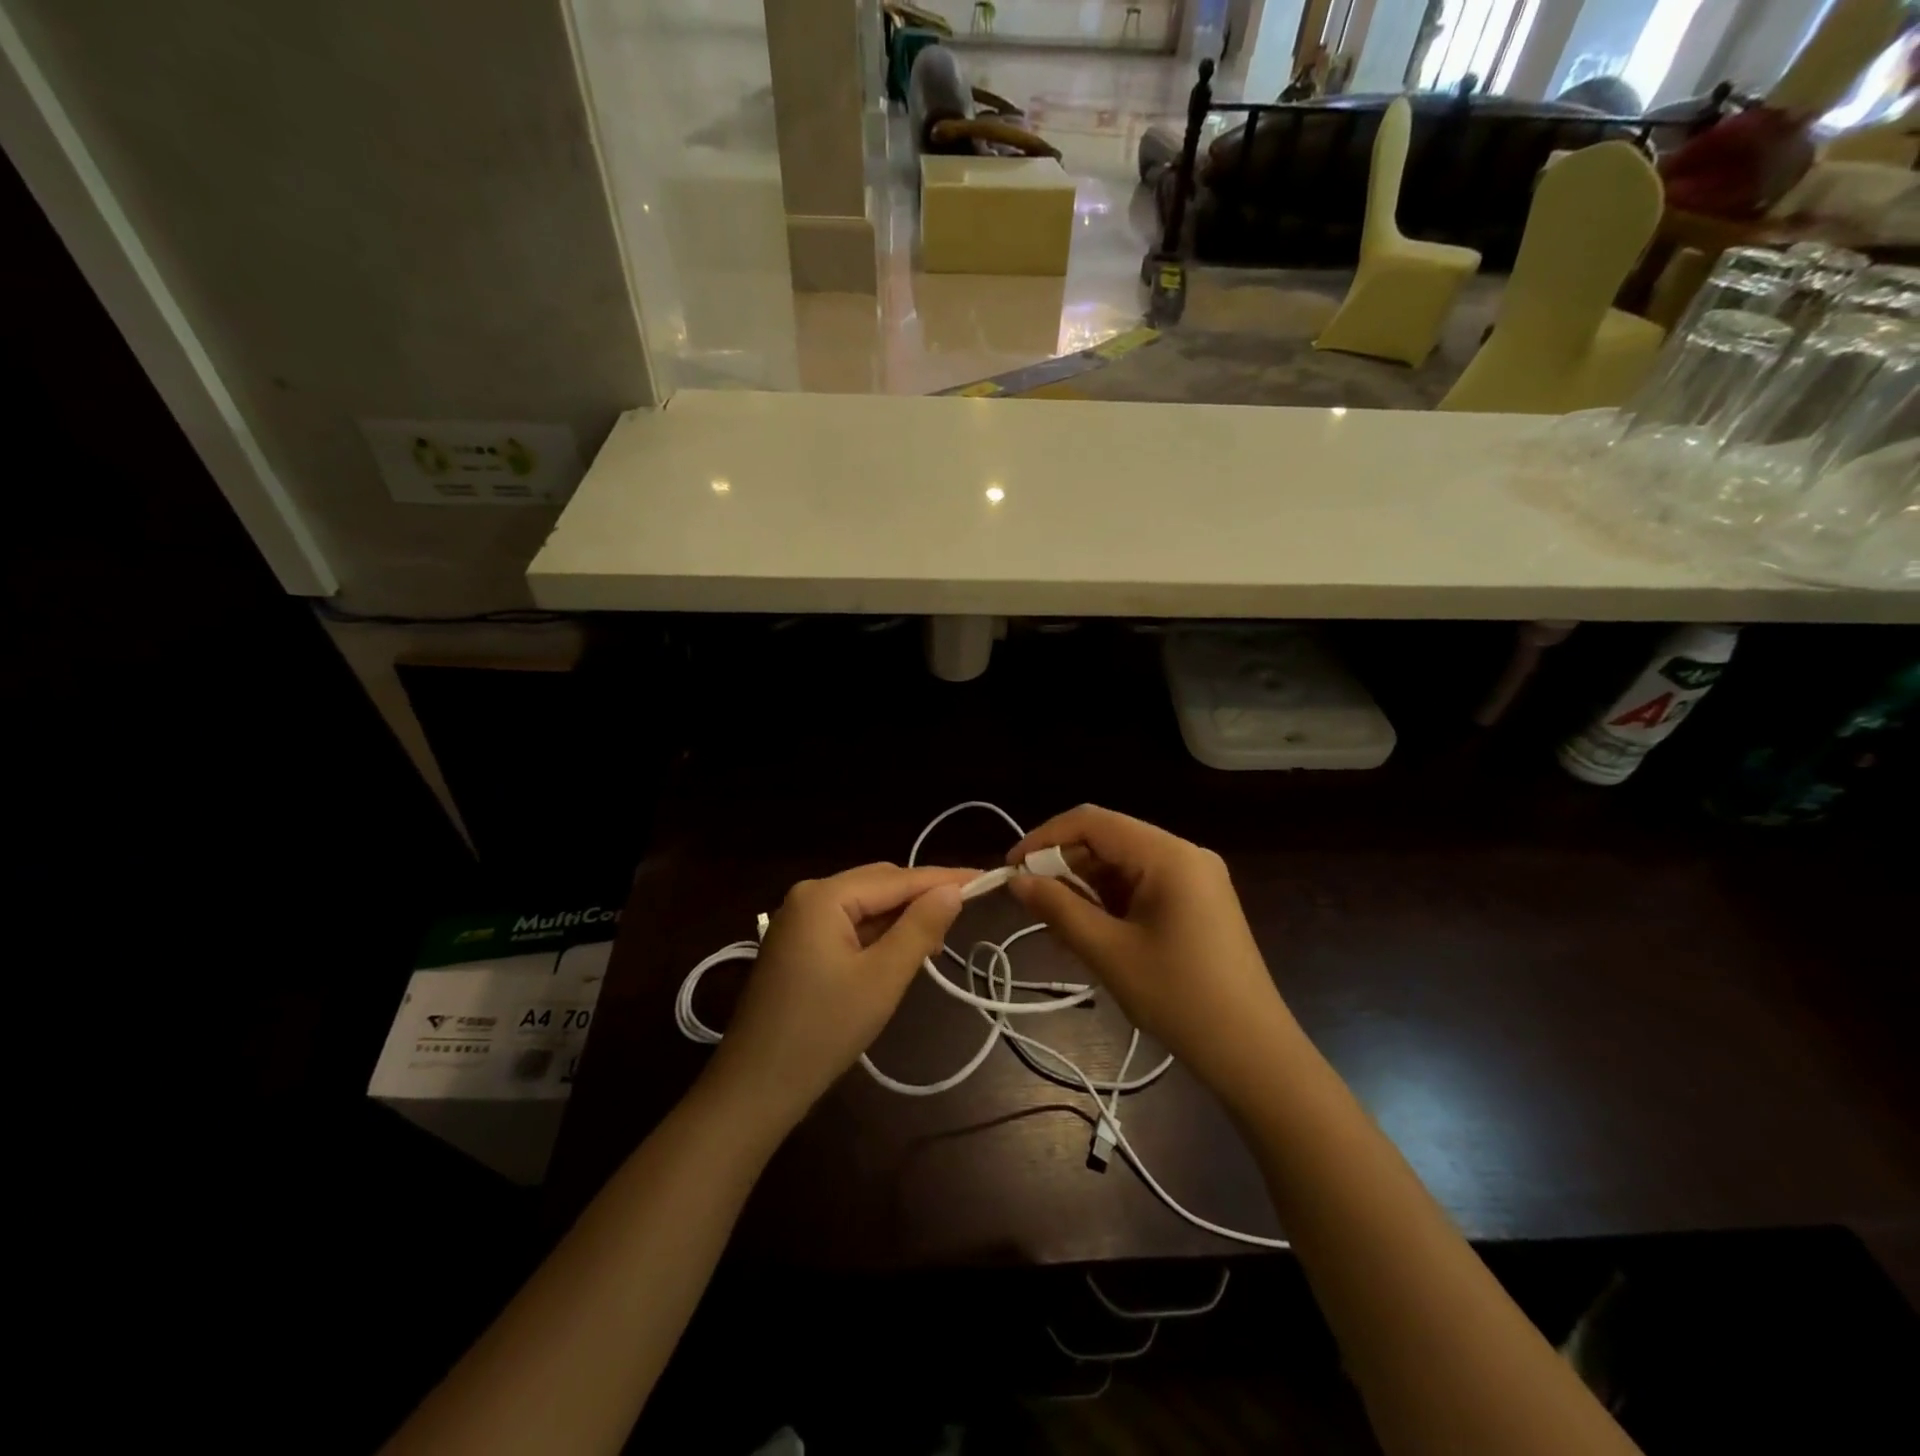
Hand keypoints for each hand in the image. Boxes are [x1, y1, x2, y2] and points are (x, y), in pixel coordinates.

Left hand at [704, 863, 971, 1128]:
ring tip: (938, 941)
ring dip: (901, 919)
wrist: (755, 1087)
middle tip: (965, 916)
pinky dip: (878, 935)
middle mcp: (808, 896)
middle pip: (878, 884)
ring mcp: (799, 921)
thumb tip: (952, 890)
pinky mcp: (797, 945)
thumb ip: (920, 928)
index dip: (943, 879)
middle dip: (921, 898)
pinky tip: (901, 952)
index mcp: (824, 896)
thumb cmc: (823, 1030)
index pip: (896, 878)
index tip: (987, 879)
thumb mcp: (882, 979)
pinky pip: (848, 926)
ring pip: (864, 906)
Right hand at [1006, 806, 1293, 1104]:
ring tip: (1056, 924)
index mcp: (1169, 855)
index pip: (1093, 822)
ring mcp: (1195, 877)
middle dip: (1064, 866)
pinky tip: (1089, 931)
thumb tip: (1016, 880)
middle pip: (1109, 840)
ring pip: (1123, 864)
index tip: (1011, 868)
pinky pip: (1142, 886)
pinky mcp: (1197, 901)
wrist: (1253, 1054)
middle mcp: (1184, 854)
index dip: (1045, 838)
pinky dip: (1110, 902)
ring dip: (1085, 887)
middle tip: (1029, 902)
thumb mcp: (1109, 953)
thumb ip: (1059, 909)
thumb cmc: (1180, 999)